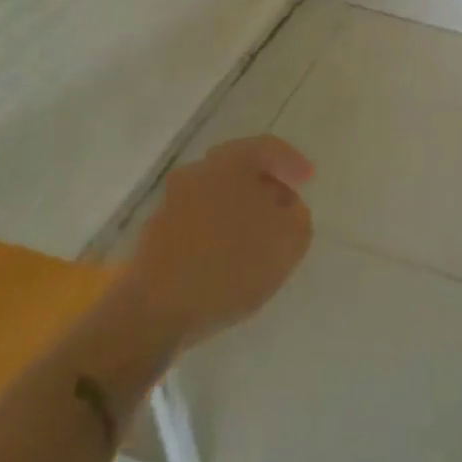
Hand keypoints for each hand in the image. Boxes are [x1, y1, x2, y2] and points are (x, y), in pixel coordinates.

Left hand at [128, 135, 314, 351]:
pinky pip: (197, 221)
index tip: (309, 180)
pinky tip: (226, 257)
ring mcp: (170, 203)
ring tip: (256, 238)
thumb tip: (286, 207)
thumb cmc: (229, 265)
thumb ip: (298, 215)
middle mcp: (198, 171)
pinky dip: (216, 231)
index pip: (268, 148)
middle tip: (283, 206)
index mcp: (231, 162)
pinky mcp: (154, 235)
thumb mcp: (289, 240)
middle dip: (264, 185)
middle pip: (239, 169)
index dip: (292, 162)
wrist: (152, 314)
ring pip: (215, 195)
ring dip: (238, 209)